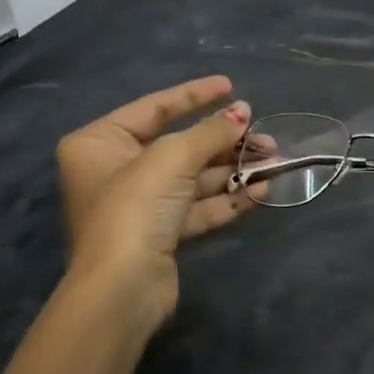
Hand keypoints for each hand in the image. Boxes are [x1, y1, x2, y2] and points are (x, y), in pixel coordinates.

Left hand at [55, 76, 255, 330]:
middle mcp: (116, 170)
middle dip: (225, 142)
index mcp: (99, 143)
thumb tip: (243, 112)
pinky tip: (262, 191)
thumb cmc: (135, 208)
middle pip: (180, 146)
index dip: (194, 95)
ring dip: (234, 169)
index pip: (154, 108)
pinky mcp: (162, 233)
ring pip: (195, 178)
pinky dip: (228, 197)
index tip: (230, 85)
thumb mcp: (173, 158)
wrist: (122, 288)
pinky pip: (198, 206)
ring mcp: (140, 204)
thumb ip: (210, 131)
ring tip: (274, 162)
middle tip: (266, 138)